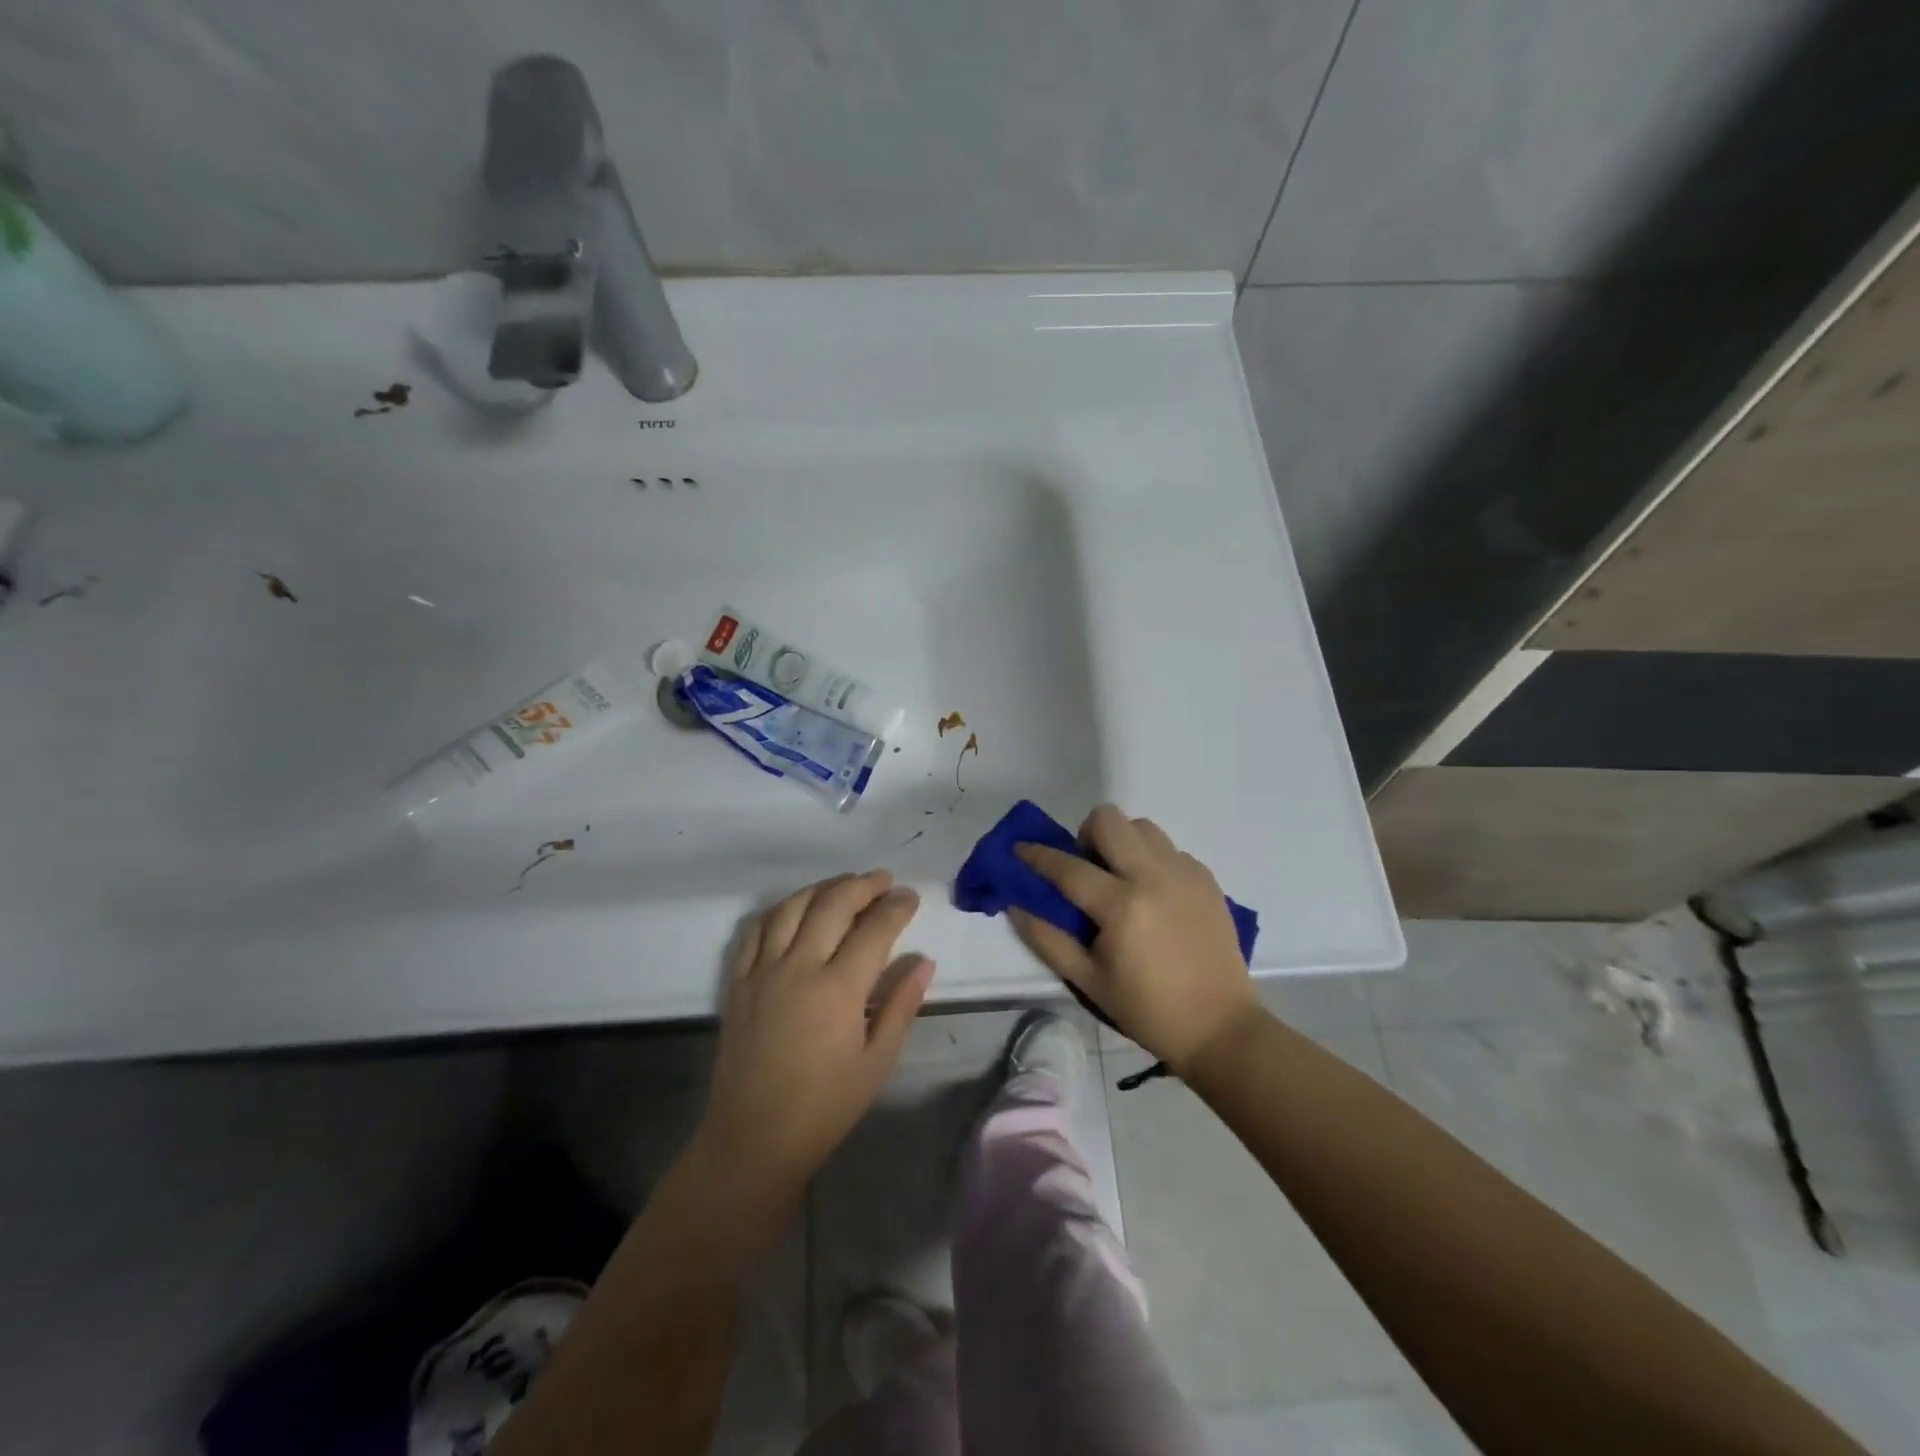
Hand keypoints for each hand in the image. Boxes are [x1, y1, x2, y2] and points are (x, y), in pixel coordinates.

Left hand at [695, 870, 933, 1191]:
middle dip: (863, 885)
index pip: (874, 929)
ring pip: (792, 907)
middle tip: (883, 880)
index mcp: (838, 989)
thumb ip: (901, 1005)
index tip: (910, 897)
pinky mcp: (738, 981)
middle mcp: (799, 967)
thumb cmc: (825, 1106)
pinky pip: (754, 930)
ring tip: (844, 885)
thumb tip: (923, 961)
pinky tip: (794, 908)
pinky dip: (778, 909)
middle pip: (833, 905)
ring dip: (822, 888)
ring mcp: (762, 971)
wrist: (753, 1139)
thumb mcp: (877, 1061)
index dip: (896, 907)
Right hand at [1013, 806, 1258, 1074]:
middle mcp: (1153, 877)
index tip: (1019, 848)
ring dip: (1121, 842)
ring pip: (1141, 826)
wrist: (1219, 1026)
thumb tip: (1016, 905)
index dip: (1037, 855)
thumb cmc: (1147, 1009)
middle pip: (1109, 820)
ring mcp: (1184, 873)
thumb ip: (1047, 939)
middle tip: (1086, 867)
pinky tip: (1152, 894)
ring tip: (1120, 877)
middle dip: (1085, 835)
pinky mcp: (1206, 878)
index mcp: (1121, 906)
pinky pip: (1168, 848)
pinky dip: (1151, 859)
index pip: (1068, 866)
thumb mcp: (1088, 981)